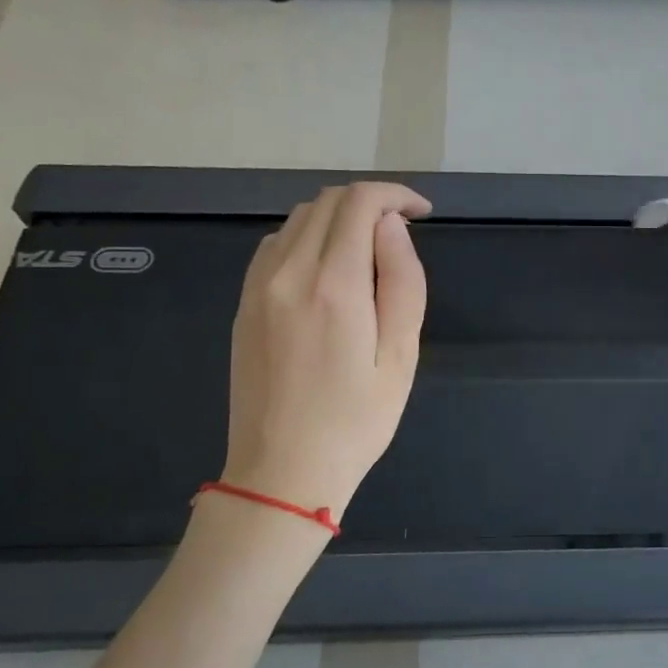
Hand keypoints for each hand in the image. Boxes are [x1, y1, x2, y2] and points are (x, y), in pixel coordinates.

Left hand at [221, 182, 431, 519]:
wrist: (282, 472)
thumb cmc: (356, 421)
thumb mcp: (400, 356)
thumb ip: (402, 281)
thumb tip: (391, 226)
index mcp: (334, 285)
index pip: (360, 202)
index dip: (396, 195)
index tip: (422, 214)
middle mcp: (288, 272)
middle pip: (328, 201)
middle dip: (371, 203)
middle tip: (402, 234)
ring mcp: (258, 286)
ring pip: (299, 218)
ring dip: (339, 218)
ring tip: (369, 252)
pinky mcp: (244, 303)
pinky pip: (276, 245)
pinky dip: (308, 238)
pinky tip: (329, 270)